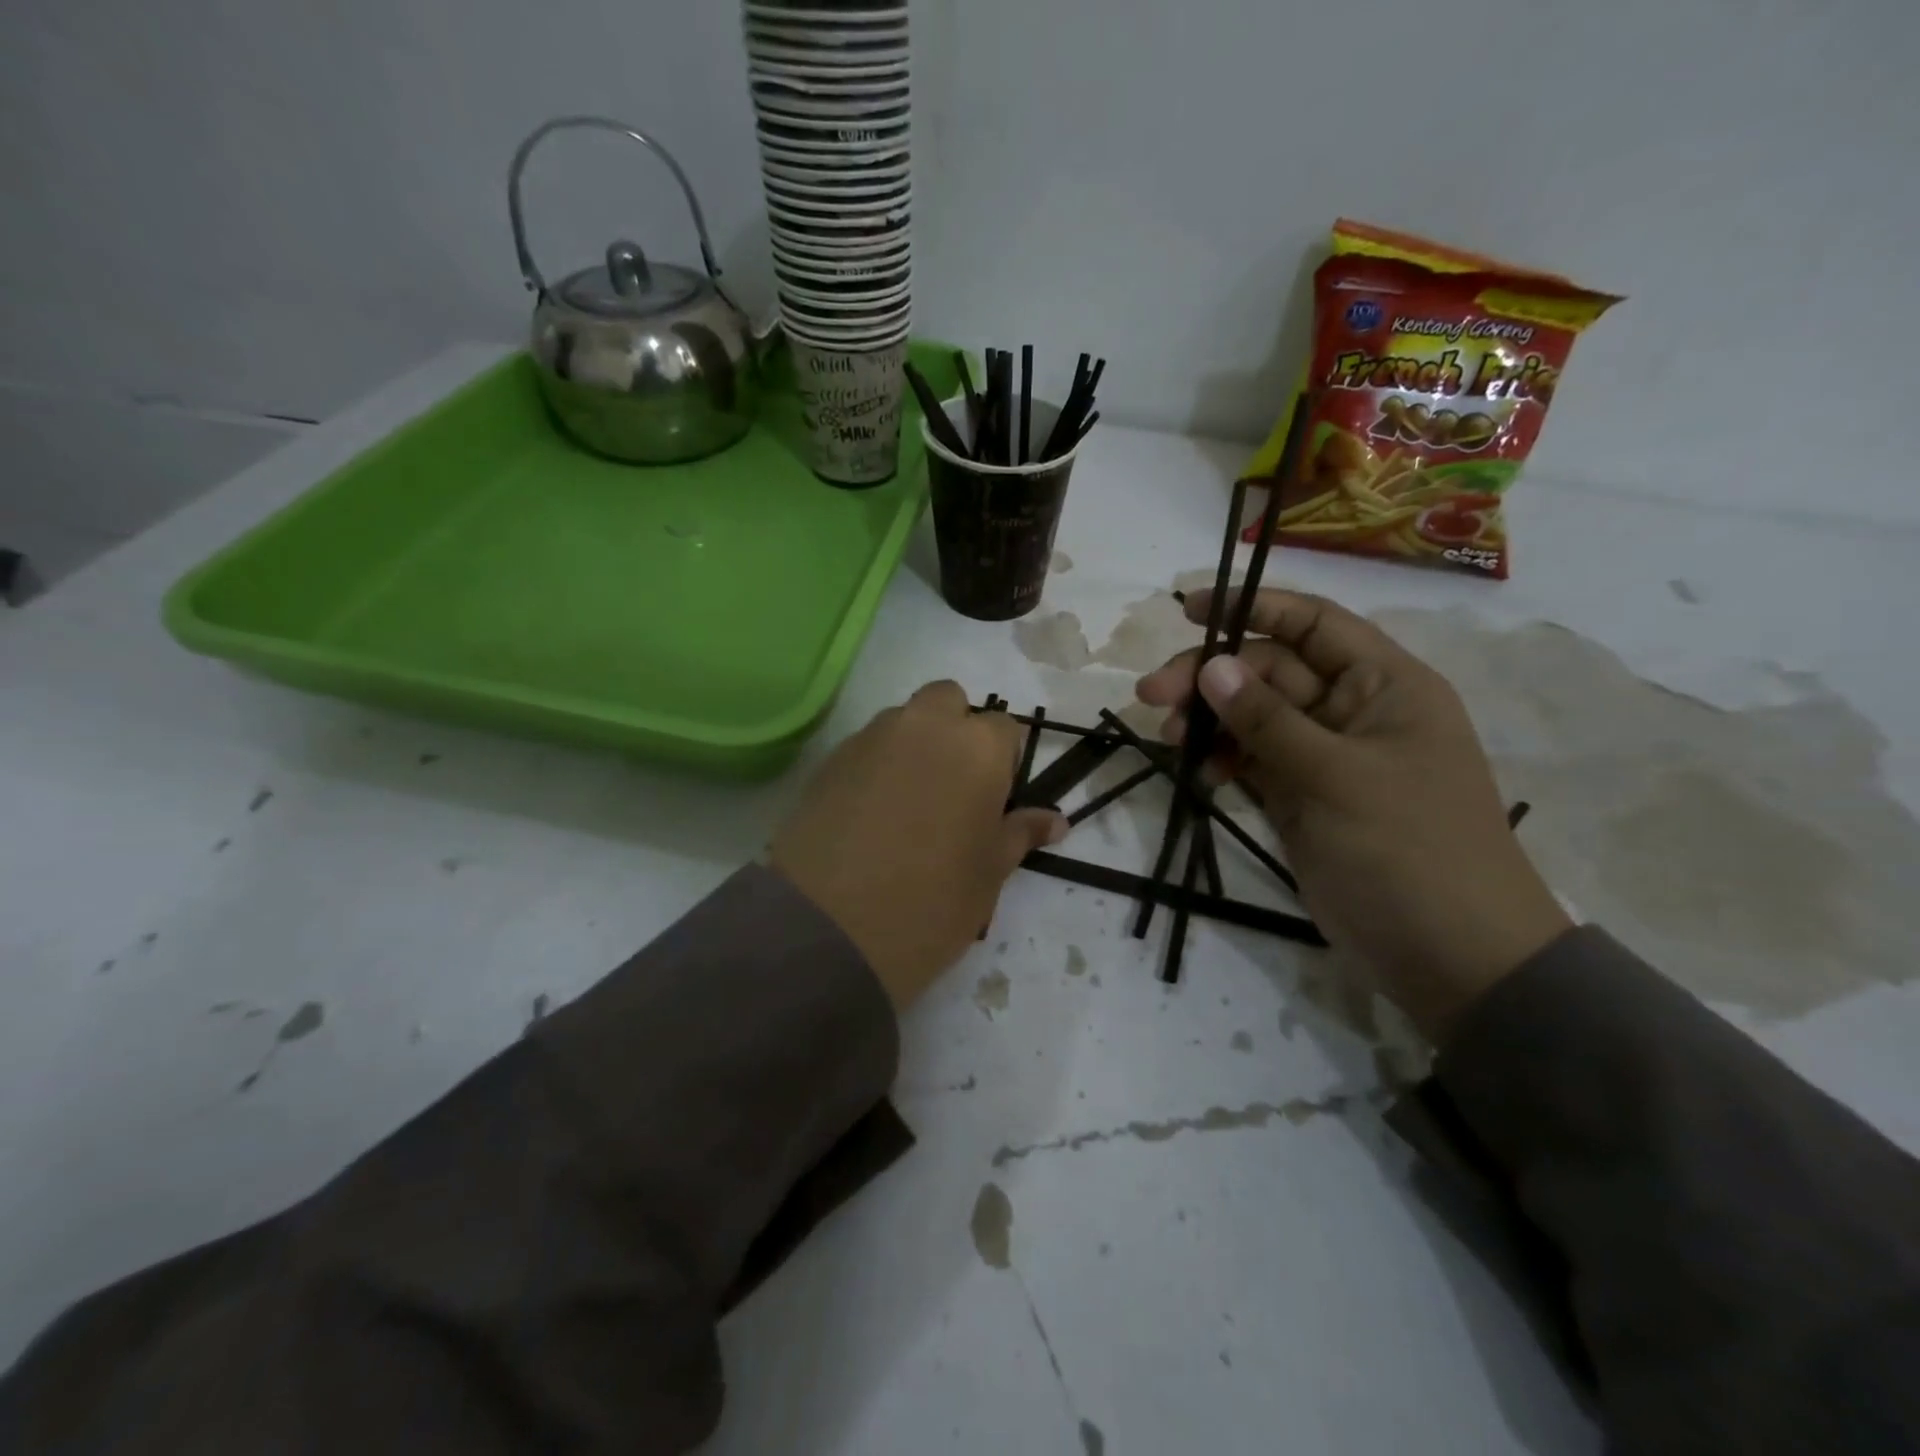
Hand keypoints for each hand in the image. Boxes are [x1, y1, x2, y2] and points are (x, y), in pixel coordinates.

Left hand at [771, 682, 1066, 1010]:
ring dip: (915, 744)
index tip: (995, 798)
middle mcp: (925, 726)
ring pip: (904, 719)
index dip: (1004, 760)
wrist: (831, 927)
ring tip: (909, 803)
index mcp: (977, 747)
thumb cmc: (933, 900)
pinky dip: (878, 764)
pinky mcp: (830, 760)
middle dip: (956, 729)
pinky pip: (867, 746)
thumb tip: (1055, 821)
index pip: (1004, 728)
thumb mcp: (990, 872)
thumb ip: (1020, 833)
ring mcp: (872, 738)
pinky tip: (872, 813)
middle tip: (954, 786)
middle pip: (949, 700)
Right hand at [1137, 590, 1569, 1043]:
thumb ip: (1267, 720)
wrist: (1450, 956)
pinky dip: (1223, 760)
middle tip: (1151, 696)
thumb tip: (1210, 664)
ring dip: (1209, 721)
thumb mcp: (1335, 777)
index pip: (1313, 624)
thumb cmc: (1408, 850)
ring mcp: (1324, 757)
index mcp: (1383, 685)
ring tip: (1168, 738)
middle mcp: (1352, 711)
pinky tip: (1201, 773)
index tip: (1188, 611)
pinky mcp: (1302, 798)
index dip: (1253, 608)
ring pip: (1253, 718)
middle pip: (1269, 671)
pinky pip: (1253, 760)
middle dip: (1211, 678)